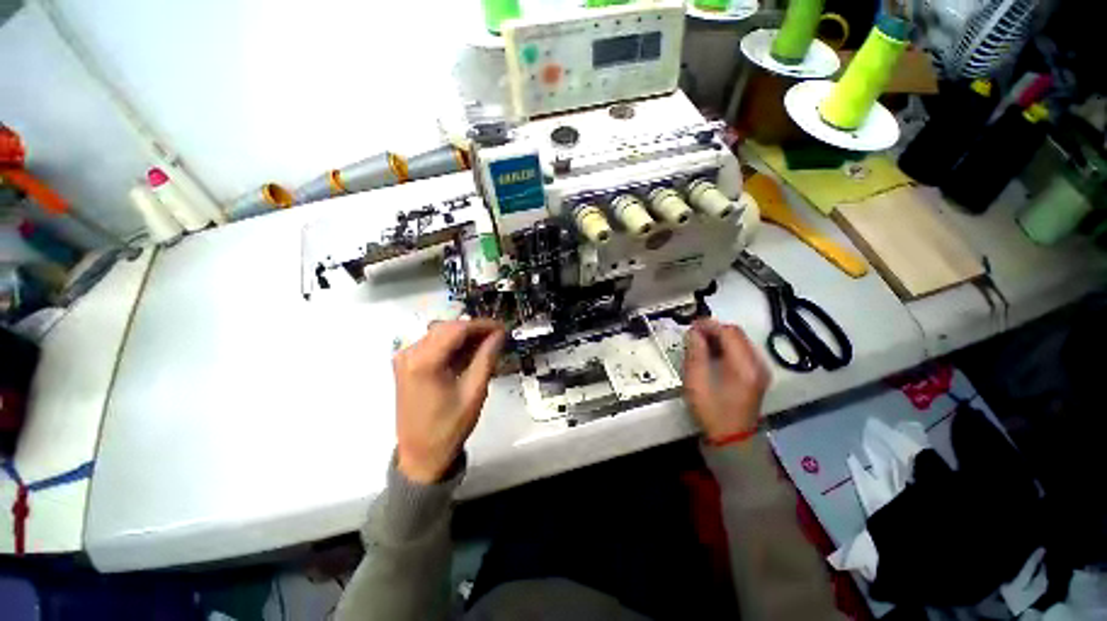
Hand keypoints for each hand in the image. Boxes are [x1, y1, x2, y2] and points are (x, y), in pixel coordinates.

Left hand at [393, 319, 505, 483]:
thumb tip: (499, 334)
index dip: (482, 325)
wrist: (420, 456)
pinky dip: (453, 345)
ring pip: (440, 334)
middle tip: (498, 336)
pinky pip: (433, 345)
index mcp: (424, 361)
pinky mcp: (406, 365)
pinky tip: (469, 353)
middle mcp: (410, 354)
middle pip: (447, 328)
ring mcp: (405, 359)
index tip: (502, 328)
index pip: (457, 329)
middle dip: (474, 329)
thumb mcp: (474, 392)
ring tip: (487, 344)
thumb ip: (487, 358)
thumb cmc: (449, 427)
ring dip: (464, 336)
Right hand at [683, 319, 770, 441]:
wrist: (733, 438)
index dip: (709, 325)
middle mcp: (758, 364)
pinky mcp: (758, 374)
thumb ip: (695, 354)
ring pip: (740, 340)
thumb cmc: (712, 411)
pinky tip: (713, 352)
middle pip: (737, 333)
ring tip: (700, 341)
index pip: (729, 333)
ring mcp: (761, 369)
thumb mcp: (696, 383)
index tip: (691, 325)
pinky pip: (743, 350)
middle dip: (714, 329)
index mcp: (744, 366)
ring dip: (720, 336)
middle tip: (694, 333)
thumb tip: (694, 333)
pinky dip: (727, 345)